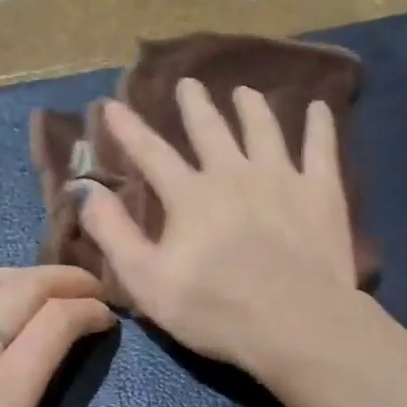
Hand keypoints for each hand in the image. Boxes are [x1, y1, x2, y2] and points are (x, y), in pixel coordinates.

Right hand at [74, 78, 363, 371]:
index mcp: (190, 195)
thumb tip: (84, 188)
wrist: (295, 323)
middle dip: (195, 105)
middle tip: (188, 83)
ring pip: (264, 129)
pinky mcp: (321, 192)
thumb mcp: (147, 280)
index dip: (129, 129)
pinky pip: (321, 147)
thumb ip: (113, 232)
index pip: (152, 153)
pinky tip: (320, 108)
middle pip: (211, 130)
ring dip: (252, 107)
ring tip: (246, 92)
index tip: (113, 104)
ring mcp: (282, 178)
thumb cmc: (216, 310)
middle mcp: (233, 173)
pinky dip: (320, 125)